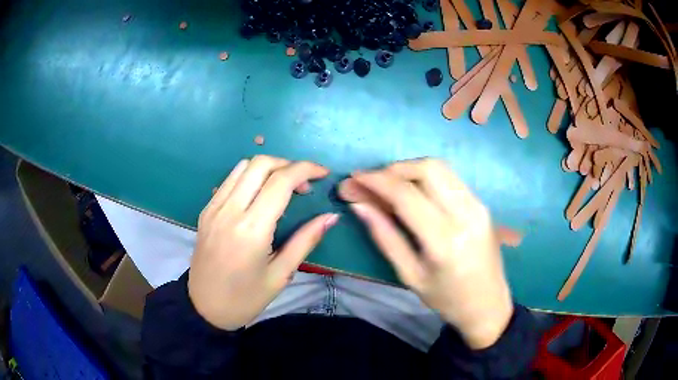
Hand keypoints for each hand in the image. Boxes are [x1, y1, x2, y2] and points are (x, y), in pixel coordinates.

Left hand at [189, 155, 338, 330]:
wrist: (205, 307)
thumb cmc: (246, 298)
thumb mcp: (281, 274)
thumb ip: (306, 240)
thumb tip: (331, 217)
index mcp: (251, 229)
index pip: (280, 181)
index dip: (305, 169)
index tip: (323, 173)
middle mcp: (229, 211)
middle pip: (260, 164)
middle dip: (287, 164)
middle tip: (303, 184)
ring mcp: (213, 208)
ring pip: (243, 166)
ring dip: (268, 168)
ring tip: (283, 187)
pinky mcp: (206, 210)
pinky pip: (229, 180)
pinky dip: (249, 176)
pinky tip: (259, 195)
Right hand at [339, 158, 512, 348]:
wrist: (488, 305)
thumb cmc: (446, 299)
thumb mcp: (409, 275)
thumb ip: (385, 236)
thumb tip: (359, 205)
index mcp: (444, 240)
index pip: (406, 194)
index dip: (376, 180)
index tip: (354, 177)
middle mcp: (465, 214)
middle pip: (427, 168)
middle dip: (394, 169)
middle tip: (373, 182)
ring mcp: (478, 206)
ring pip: (440, 167)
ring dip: (410, 169)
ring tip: (390, 185)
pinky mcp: (482, 204)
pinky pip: (450, 178)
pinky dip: (426, 177)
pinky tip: (414, 192)